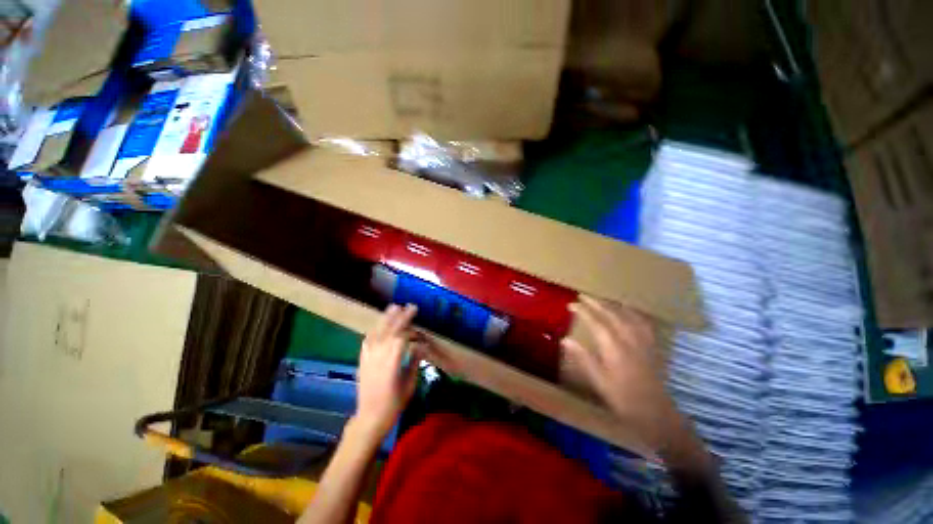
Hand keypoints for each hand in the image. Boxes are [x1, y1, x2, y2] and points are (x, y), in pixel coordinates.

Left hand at [354, 304, 422, 439]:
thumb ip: (415, 362)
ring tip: (394, 307)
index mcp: (392, 362)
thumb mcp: (410, 384)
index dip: (409, 325)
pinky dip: (374, 329)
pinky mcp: (362, 359)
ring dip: (386, 318)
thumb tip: (421, 345)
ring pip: (377, 332)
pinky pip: (368, 340)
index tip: (417, 316)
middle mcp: (378, 356)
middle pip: (390, 331)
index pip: (401, 336)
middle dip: (400, 317)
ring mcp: (368, 357)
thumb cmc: (394, 403)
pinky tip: (379, 324)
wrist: (369, 417)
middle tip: (410, 306)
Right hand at [561, 295, 681, 449]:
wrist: (656, 414)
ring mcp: (643, 341)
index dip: (582, 311)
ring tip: (602, 300)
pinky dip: (632, 313)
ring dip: (613, 304)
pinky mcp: (652, 346)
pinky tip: (629, 313)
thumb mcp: (598, 380)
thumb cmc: (623, 399)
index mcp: (614, 348)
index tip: (571, 304)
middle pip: (612, 314)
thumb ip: (583, 357)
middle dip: (596, 303)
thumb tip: (565, 340)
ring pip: (628, 315)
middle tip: (583, 296)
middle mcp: (629, 339)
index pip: (595, 322)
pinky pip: (642, 323)